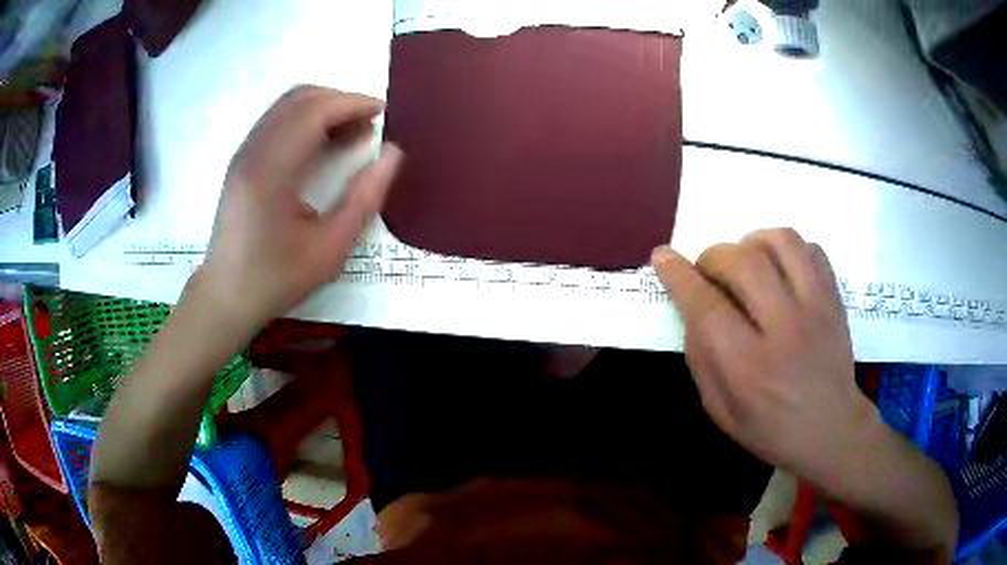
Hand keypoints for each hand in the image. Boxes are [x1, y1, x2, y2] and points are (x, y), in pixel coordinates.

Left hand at [197, 86, 402, 329]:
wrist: (226, 296)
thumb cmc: (277, 278)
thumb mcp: (330, 248)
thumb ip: (365, 198)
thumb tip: (393, 154)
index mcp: (271, 171)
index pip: (314, 111)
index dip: (352, 104)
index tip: (383, 113)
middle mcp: (253, 151)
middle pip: (299, 98)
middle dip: (340, 101)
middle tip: (369, 125)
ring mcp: (243, 153)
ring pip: (287, 106)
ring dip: (323, 108)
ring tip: (351, 134)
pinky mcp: (242, 160)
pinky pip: (277, 121)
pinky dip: (305, 120)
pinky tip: (322, 145)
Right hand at [651, 229, 876, 482]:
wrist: (831, 429)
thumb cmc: (770, 429)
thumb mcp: (720, 410)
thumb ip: (701, 358)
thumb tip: (691, 310)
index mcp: (748, 367)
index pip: (707, 305)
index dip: (679, 275)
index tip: (663, 257)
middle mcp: (784, 329)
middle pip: (743, 262)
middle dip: (713, 257)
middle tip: (709, 272)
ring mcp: (816, 308)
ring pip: (781, 241)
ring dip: (751, 242)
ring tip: (745, 260)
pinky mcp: (834, 297)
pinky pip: (810, 248)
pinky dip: (786, 248)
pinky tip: (778, 267)